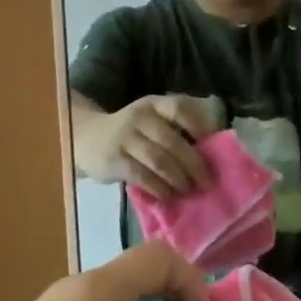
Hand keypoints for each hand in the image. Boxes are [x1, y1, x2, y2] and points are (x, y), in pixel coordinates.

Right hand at [76, 94, 217, 198]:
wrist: (88, 138)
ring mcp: (125, 138)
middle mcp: (140, 117)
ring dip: (178, 178)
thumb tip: (211, 151)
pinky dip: (158, 188)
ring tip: (189, 189)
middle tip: (206, 181)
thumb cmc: (132, 133)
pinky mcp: (114, 160)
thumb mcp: (151, 120)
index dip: (199, 125)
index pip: (179, 108)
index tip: (212, 145)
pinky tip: (167, 195)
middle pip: (172, 141)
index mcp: (154, 105)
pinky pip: (141, 176)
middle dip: (193, 164)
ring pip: (158, 160)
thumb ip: (175, 129)